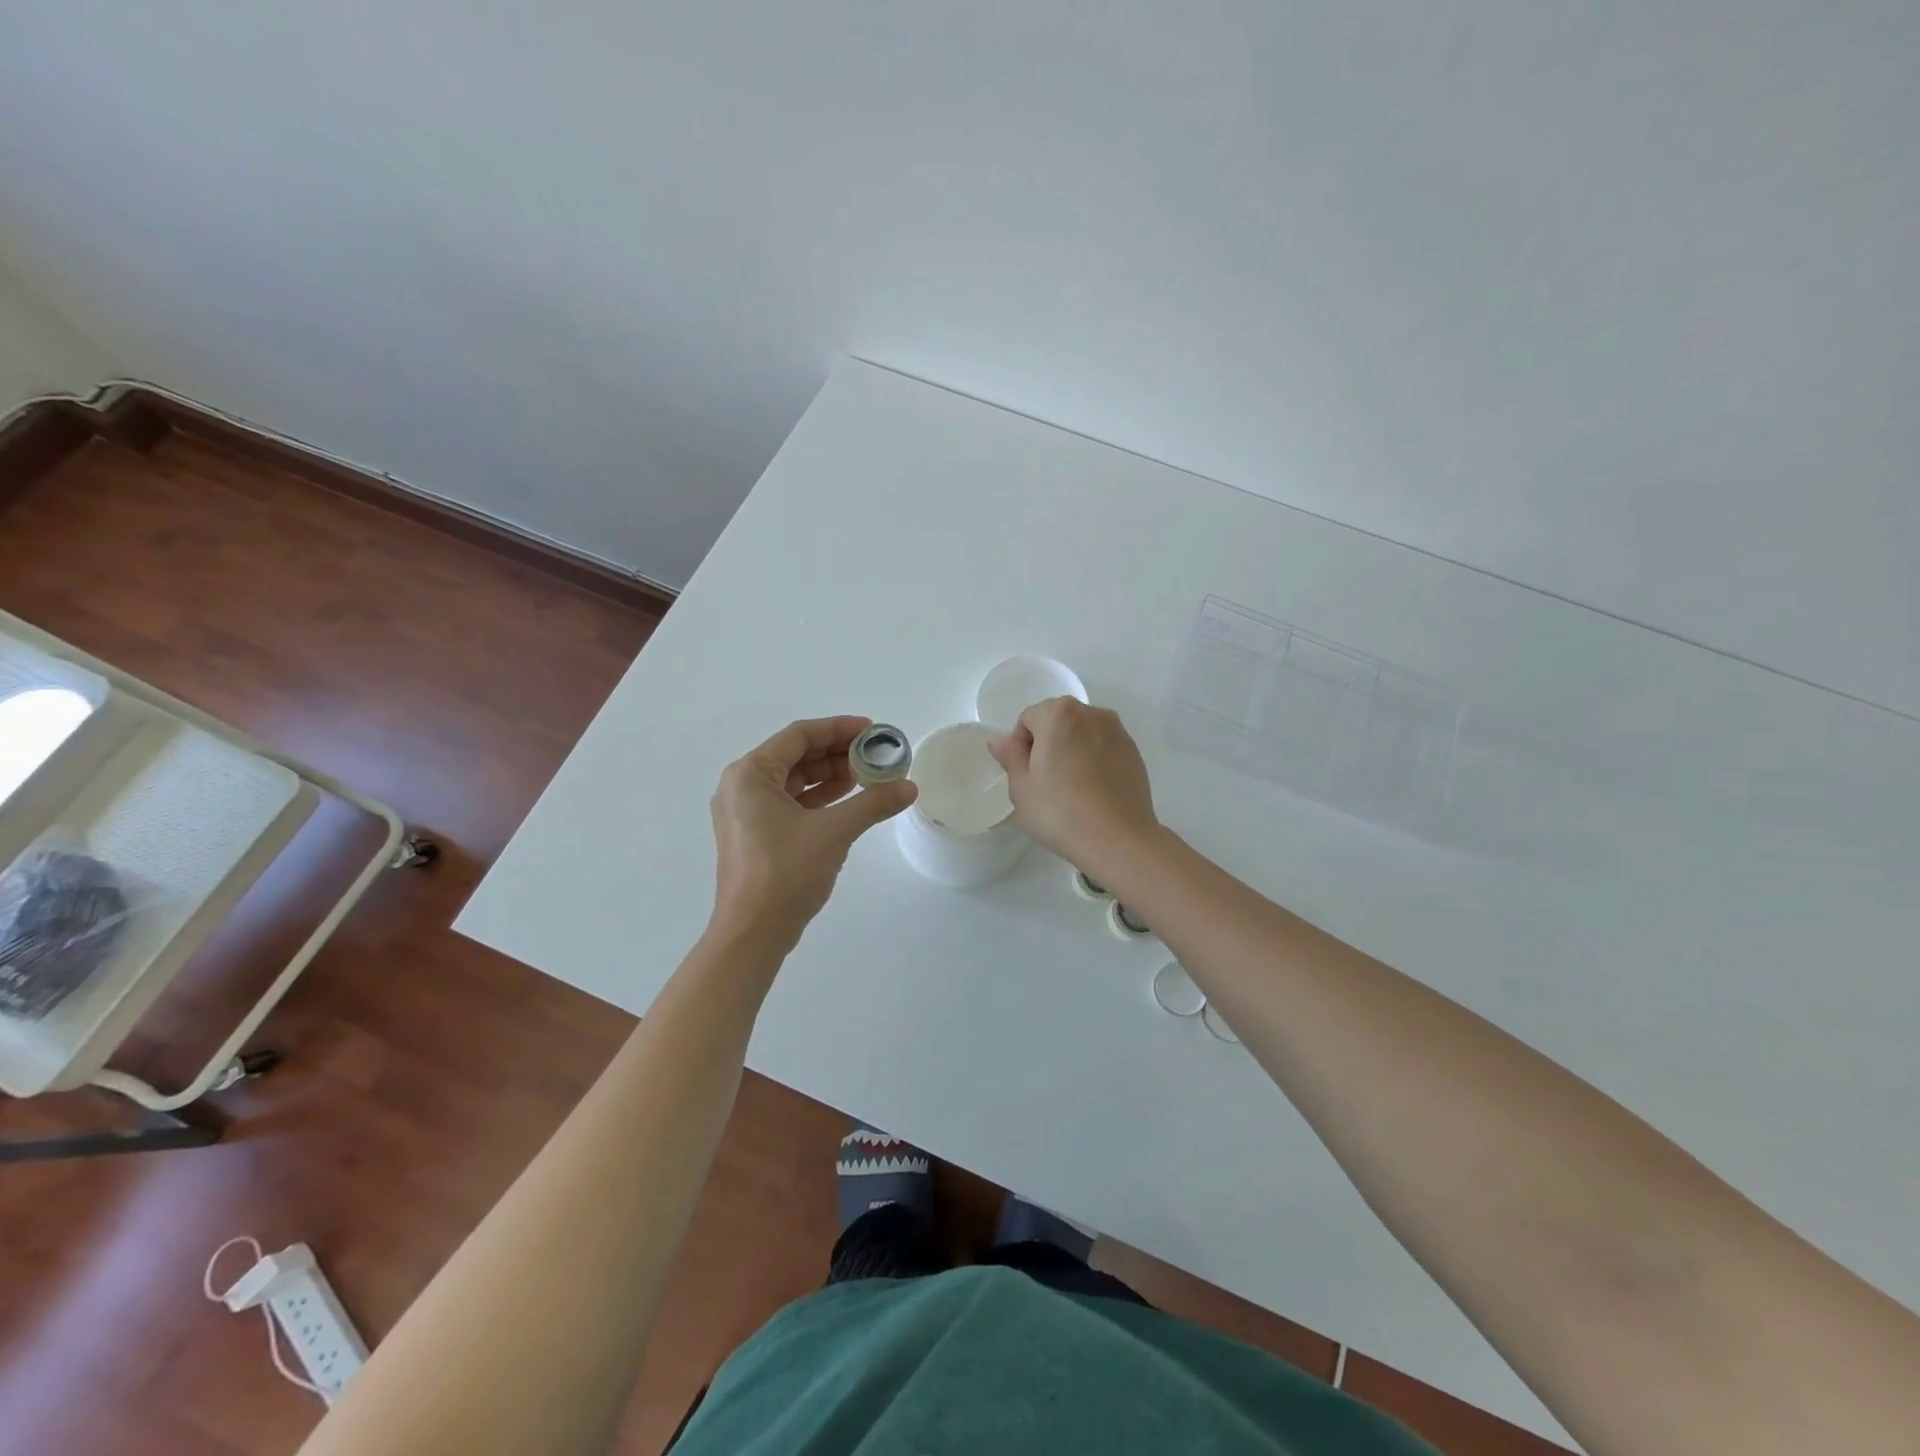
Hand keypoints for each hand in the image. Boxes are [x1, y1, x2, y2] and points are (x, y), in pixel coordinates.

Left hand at [708, 716, 916, 950]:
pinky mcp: (756, 835)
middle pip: (796, 756)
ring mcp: (746, 813)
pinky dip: (819, 798)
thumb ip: (872, 803)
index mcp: (750, 774)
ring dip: (831, 776)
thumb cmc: (786, 873)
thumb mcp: (834, 831)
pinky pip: (790, 803)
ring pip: (794, 781)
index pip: (799, 735)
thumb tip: (909, 787)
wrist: (753, 933)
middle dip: (837, 753)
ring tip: (869, 777)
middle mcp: (742, 787)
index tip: (873, 731)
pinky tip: (849, 801)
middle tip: (876, 756)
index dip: (838, 728)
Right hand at [988, 698, 1160, 880]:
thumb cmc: (1060, 811)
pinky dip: (1094, 760)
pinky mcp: (1134, 752)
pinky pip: (1103, 748)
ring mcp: (1118, 732)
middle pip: (1057, 721)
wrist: (1118, 839)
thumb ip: (1010, 756)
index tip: (1024, 775)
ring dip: (1071, 750)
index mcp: (1059, 714)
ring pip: (1082, 734)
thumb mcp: (1021, 787)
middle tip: (1044, 782)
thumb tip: (1001, 741)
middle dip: (1047, 744)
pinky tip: (1092, 791)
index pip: (1028, 719)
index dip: (1020, 745)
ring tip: (1071, 787)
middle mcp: (1092, 713)